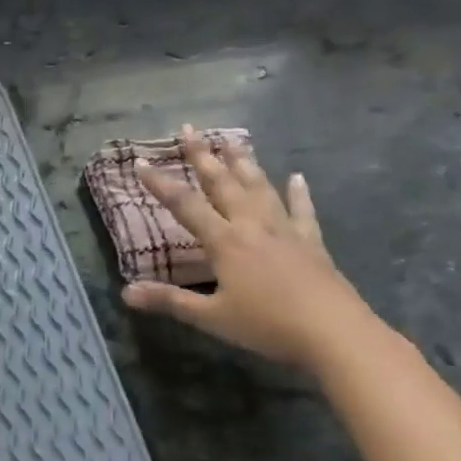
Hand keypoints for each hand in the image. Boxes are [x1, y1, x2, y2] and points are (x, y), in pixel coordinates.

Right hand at [122, 125, 372, 370]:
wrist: (334, 332)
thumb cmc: (267, 325)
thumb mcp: (211, 317)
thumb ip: (169, 301)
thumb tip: (126, 293)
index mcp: (225, 241)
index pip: (185, 205)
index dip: (160, 184)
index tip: (141, 161)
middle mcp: (252, 225)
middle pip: (223, 183)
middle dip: (203, 155)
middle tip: (189, 129)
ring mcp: (284, 230)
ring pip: (259, 187)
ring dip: (244, 162)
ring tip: (233, 139)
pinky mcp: (311, 242)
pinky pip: (302, 210)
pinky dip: (298, 192)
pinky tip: (296, 177)